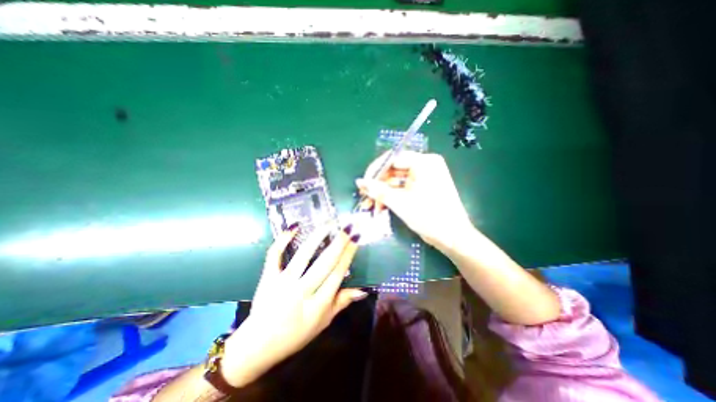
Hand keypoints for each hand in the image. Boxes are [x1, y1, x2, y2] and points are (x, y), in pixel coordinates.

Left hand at [220, 224, 364, 383]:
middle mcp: (301, 291)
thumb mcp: (323, 322)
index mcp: (318, 304)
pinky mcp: (268, 277)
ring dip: (317, 236)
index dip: (348, 254)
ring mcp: (283, 282)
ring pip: (303, 255)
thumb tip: (362, 289)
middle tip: (348, 226)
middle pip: (324, 262)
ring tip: (328, 223)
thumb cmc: (296, 335)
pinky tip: (295, 227)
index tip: (356, 238)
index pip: (337, 274)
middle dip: (339, 242)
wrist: (258, 346)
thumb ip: (342, 302)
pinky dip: (283, 240)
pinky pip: (275, 255)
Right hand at [355, 151, 473, 248]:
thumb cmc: (429, 217)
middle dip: (378, 184)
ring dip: (383, 193)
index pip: (393, 158)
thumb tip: (359, 181)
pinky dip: (392, 196)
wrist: (452, 237)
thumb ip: (378, 190)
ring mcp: (424, 178)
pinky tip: (381, 207)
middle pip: (394, 170)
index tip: (363, 183)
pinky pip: (403, 188)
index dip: (376, 170)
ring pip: (397, 181)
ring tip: (370, 205)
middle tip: (365, 196)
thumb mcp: (400, 203)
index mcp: (424, 162)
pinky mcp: (423, 189)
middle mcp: (425, 166)